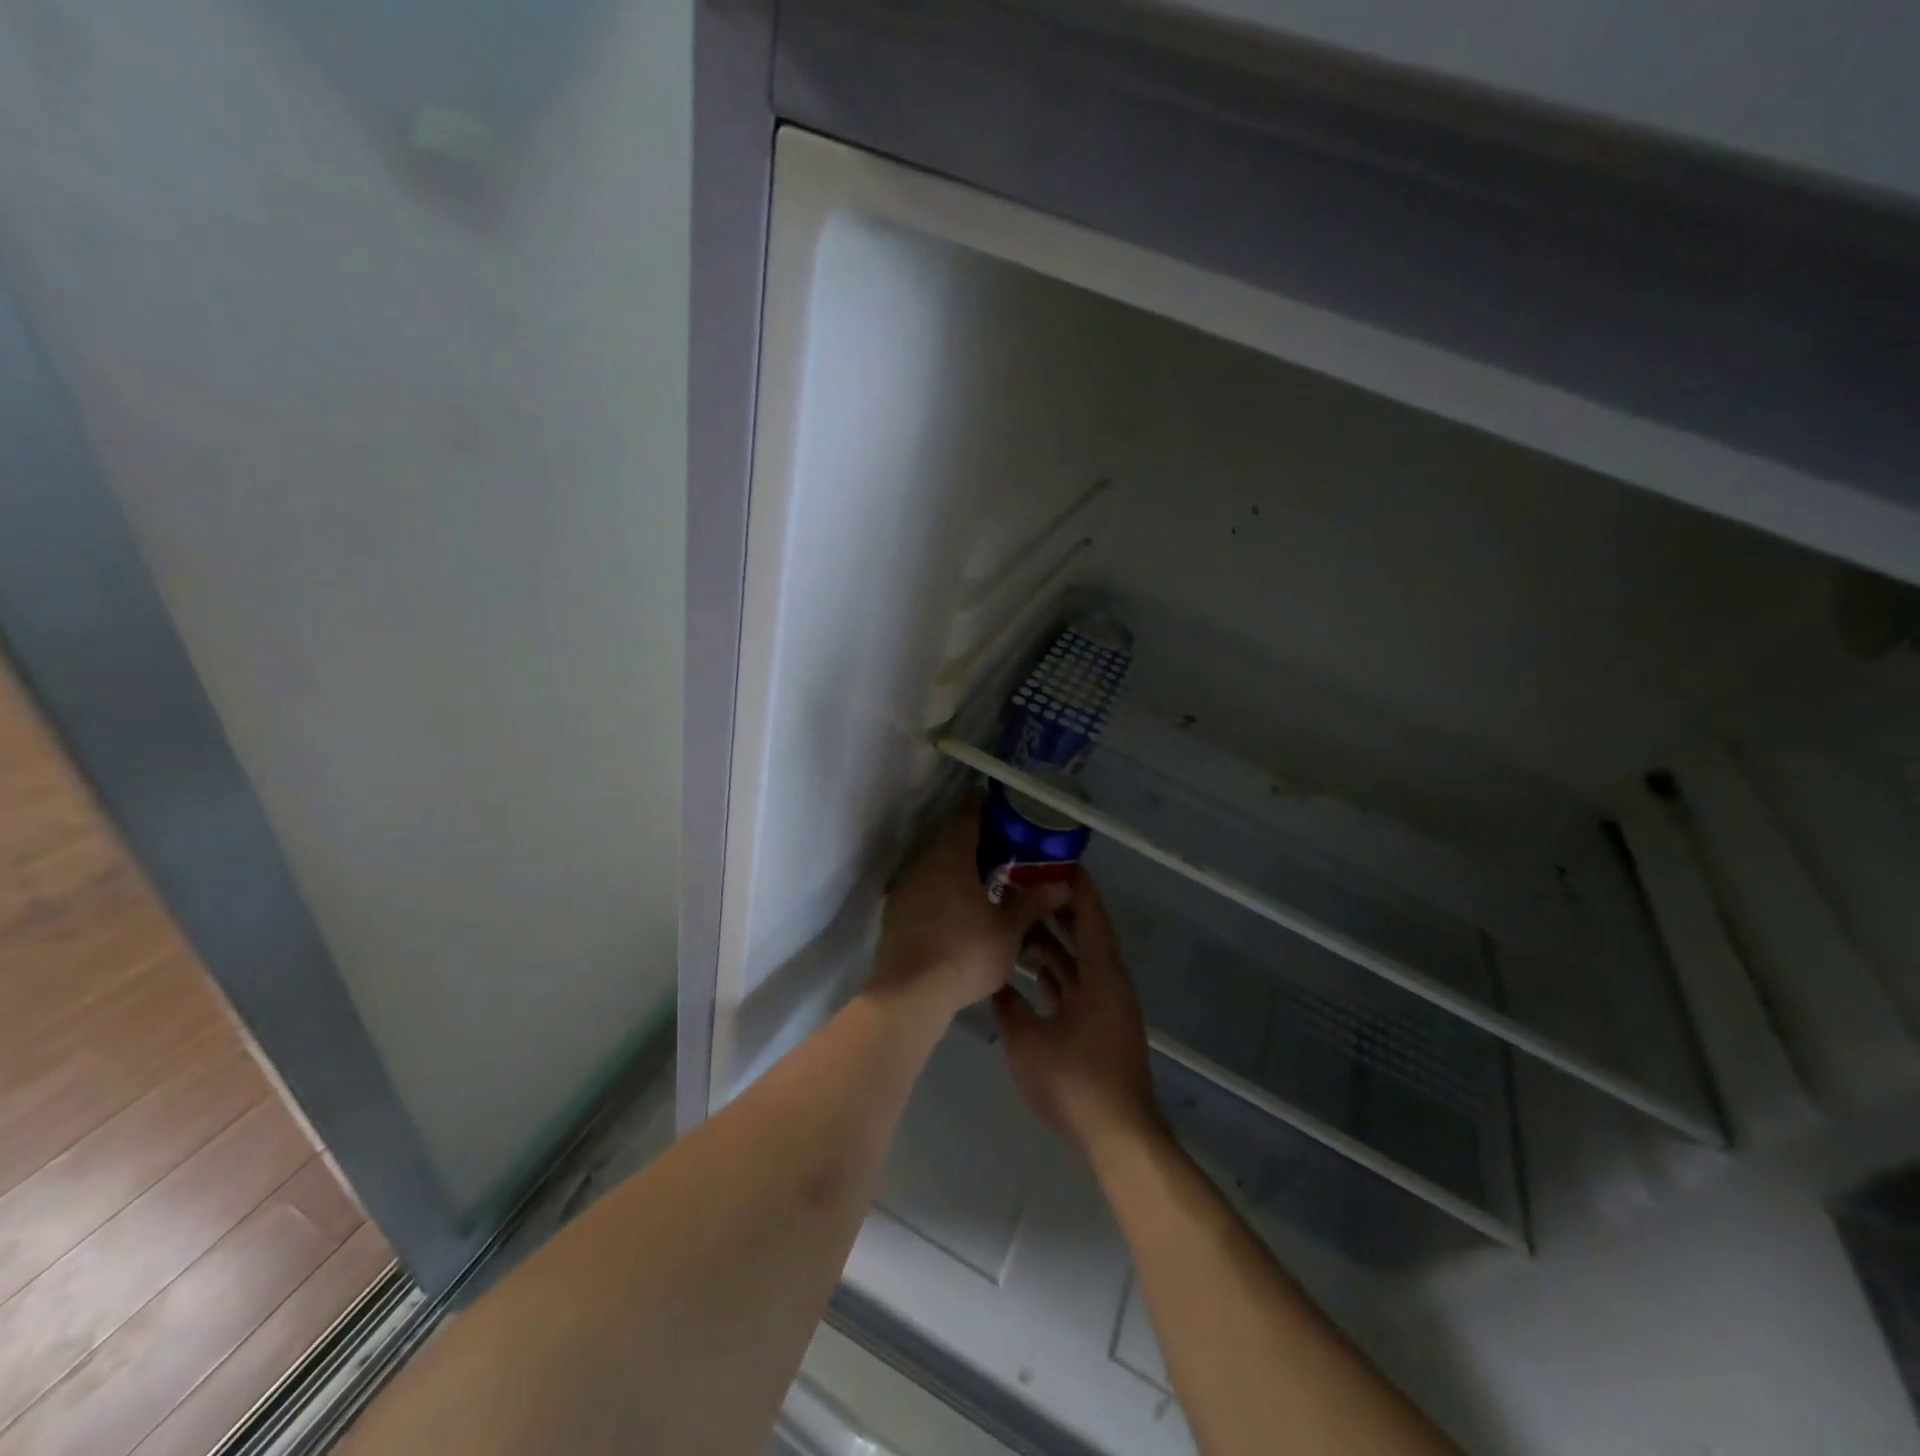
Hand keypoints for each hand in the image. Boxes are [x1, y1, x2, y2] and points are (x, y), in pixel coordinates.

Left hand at [870, 800, 1071, 1021]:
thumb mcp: (1009, 931)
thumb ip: (1033, 903)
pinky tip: (956, 914)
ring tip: (982, 883)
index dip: (981, 806)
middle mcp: (923, 865)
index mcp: (951, 858)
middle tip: (1000, 848)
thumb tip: (1063, 884)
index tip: (995, 801)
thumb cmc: (965, 953)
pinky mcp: (894, 916)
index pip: (967, 817)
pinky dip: (941, 894)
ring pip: (934, 870)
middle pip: (949, 843)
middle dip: (973, 843)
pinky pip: (923, 893)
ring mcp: (904, 890)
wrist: (909, 995)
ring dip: (955, 871)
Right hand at [992, 869, 1164, 1156]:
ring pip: (1081, 964)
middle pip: (1087, 936)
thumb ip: (1009, 1007)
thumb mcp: (1028, 1041)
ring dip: (1056, 946)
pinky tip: (1034, 974)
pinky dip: (1059, 976)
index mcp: (1102, 975)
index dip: (1076, 887)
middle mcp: (1110, 984)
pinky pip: (1079, 988)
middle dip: (1060, 911)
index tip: (1056, 861)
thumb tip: (995, 984)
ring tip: (1021, 926)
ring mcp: (1108, 1009)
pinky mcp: (1102, 1031)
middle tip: (1028, 888)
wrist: (1119, 1138)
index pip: (1091, 916)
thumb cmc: (1075, 1080)